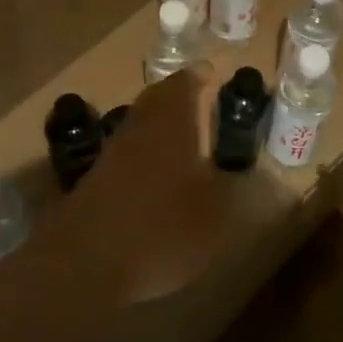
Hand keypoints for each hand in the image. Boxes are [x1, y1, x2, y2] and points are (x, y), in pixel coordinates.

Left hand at [59, 63, 277, 302]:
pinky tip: (154, 180)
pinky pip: (124, 155)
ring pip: (138, 126)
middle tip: (200, 104)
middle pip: (156, 100)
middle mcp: (138, 127)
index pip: (186, 83)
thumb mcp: (217, 218)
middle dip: (178, 98)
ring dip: (158, 126)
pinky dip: (142, 157)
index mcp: (170, 122)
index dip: (201, 78)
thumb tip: (259, 181)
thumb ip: (238, 194)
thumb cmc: (160, 230)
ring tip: (183, 142)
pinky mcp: (92, 181)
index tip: (213, 76)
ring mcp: (110, 154)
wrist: (83, 265)